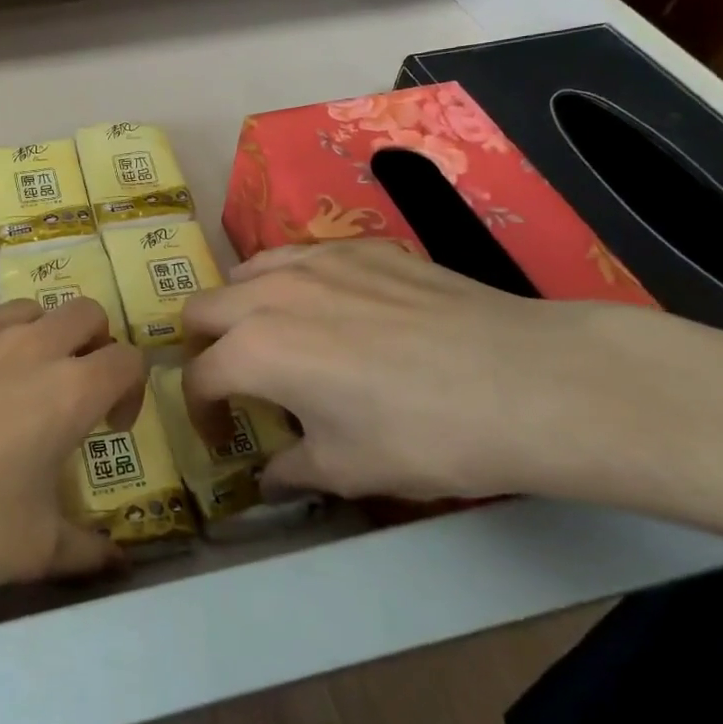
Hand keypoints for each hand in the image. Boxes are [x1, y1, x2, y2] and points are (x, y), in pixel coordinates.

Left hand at [0, 297, 144, 602]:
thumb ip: (83, 550)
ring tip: (9, 388)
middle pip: (85, 313)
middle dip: (92, 345)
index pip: (127, 359)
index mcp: (67, 389)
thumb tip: (117, 561)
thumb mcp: (29, 550)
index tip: (109, 425)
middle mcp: (26, 344)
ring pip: (24, 311)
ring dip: (35, 339)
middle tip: (71, 390)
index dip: (130, 388)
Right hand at [181, 240, 659, 501]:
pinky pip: (300, 256)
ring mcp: (315, 261)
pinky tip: (332, 311)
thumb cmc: (423, 435)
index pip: (198, 377)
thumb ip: (291, 470)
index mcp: (254, 350)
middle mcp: (270, 294)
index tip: (222, 438)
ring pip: (246, 271)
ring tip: (275, 339)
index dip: (201, 414)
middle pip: (202, 308)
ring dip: (241, 307)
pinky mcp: (359, 247)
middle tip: (235, 381)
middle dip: (204, 347)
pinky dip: (291, 283)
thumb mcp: (348, 470)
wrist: (524, 382)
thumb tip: (270, 476)